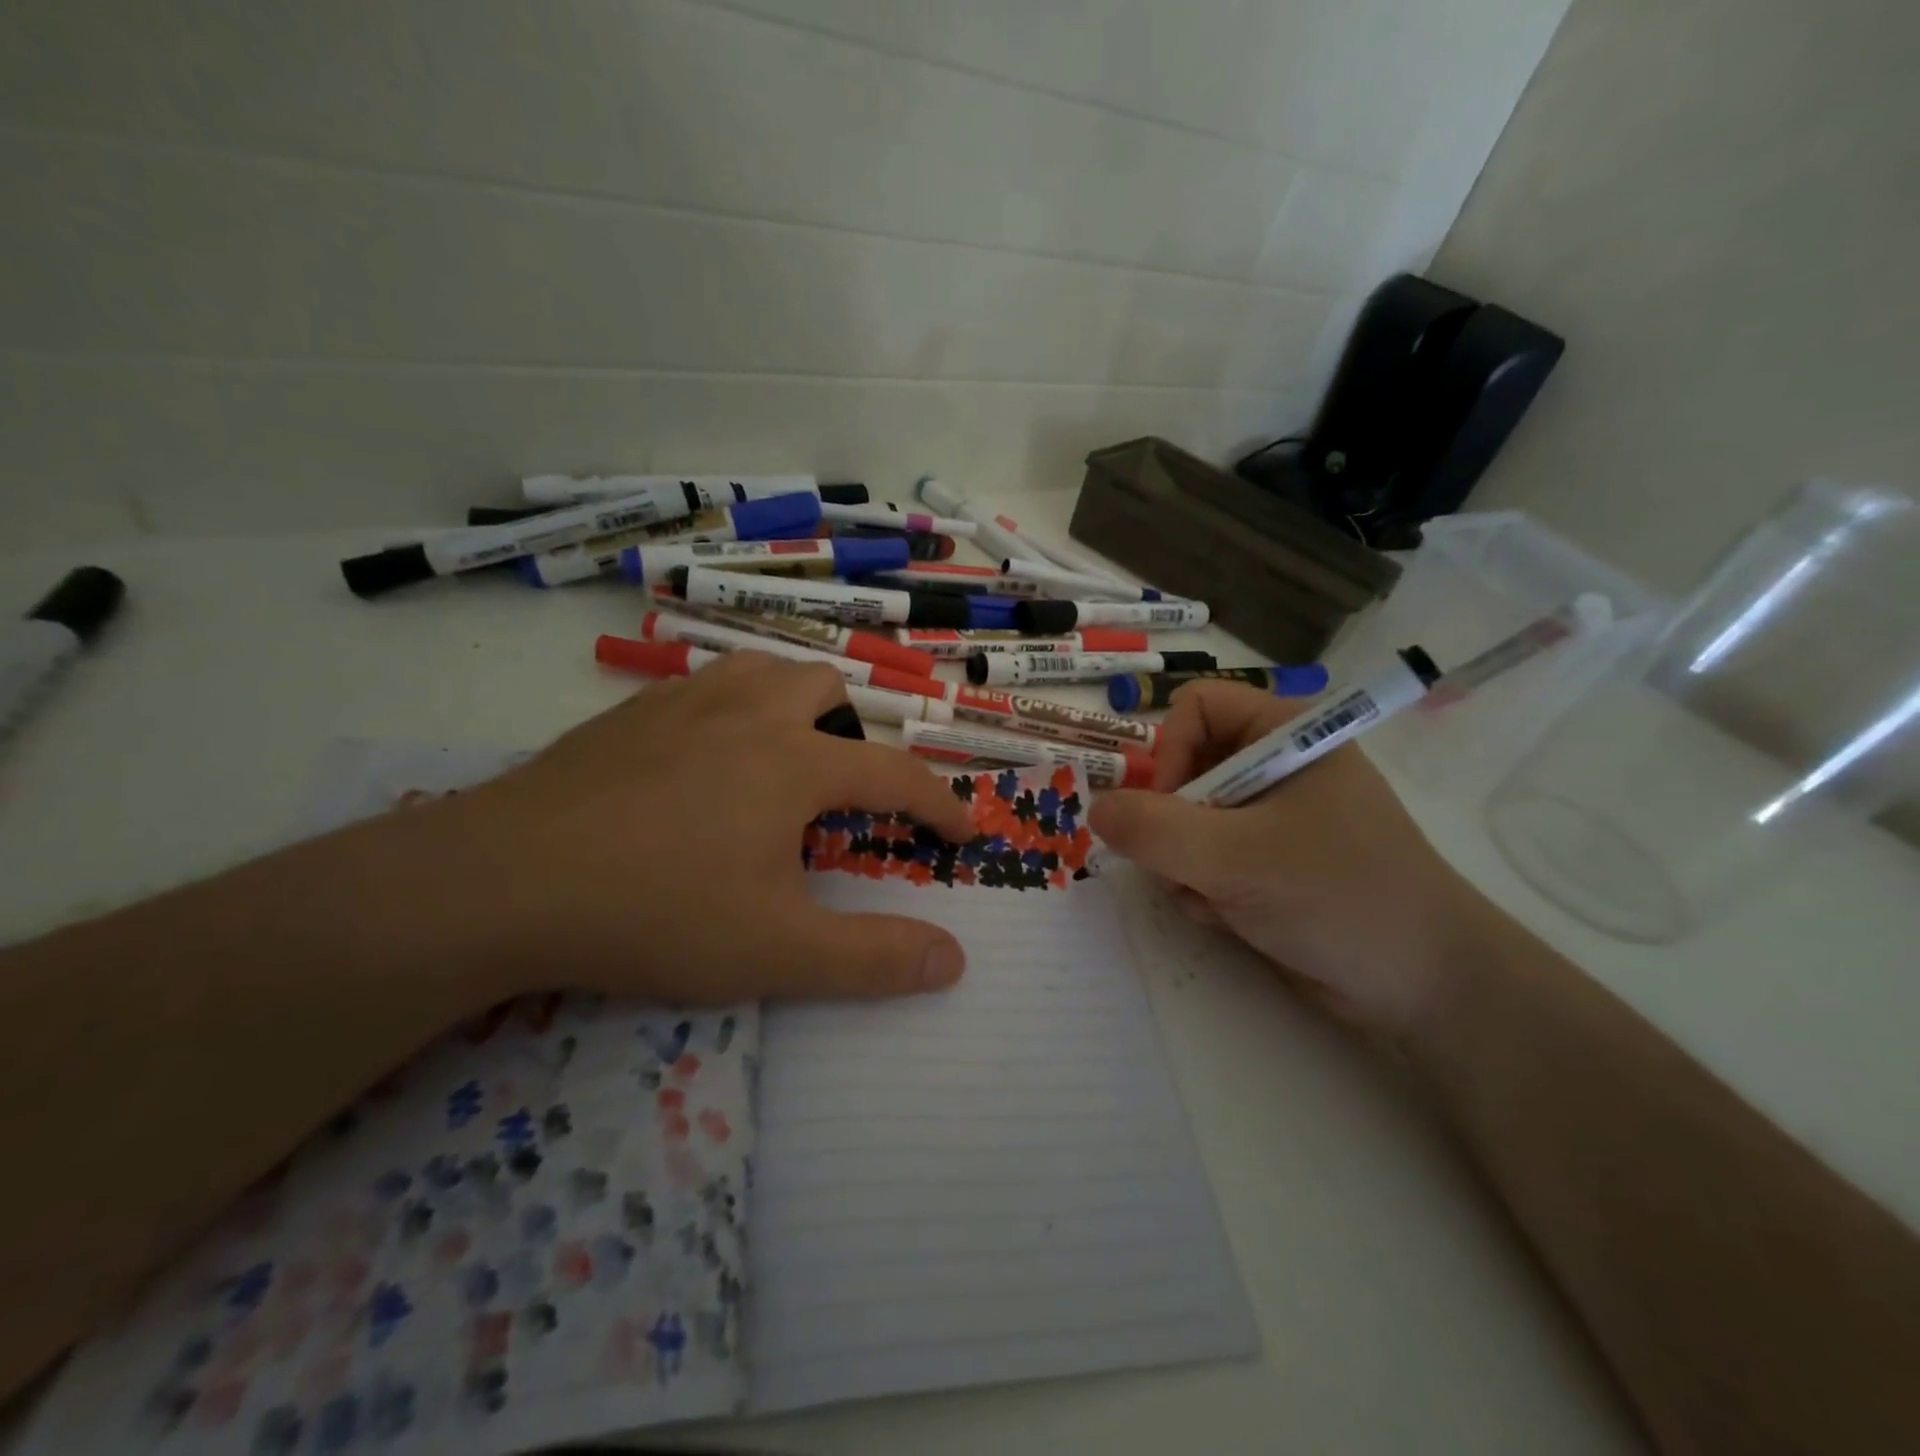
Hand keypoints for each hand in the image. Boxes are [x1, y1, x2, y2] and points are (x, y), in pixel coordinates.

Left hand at [429, 652, 976, 1002]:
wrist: (500, 881)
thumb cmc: (654, 912)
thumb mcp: (775, 951)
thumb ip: (873, 958)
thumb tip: (954, 961)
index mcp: (794, 761)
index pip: (895, 773)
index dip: (939, 804)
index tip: (963, 831)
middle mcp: (748, 713)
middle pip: (829, 691)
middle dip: (856, 736)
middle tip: (841, 795)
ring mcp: (683, 703)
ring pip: (766, 672)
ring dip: (796, 708)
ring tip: (784, 761)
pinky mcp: (630, 712)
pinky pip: (706, 686)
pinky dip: (734, 711)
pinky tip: (706, 761)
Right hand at [1088, 681, 1491, 1036]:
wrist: (1424, 987)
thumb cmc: (1339, 898)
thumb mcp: (1238, 859)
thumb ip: (1156, 831)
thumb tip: (1095, 808)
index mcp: (1285, 734)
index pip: (1196, 708)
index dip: (1170, 752)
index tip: (1168, 809)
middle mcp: (1274, 767)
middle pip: (1184, 768)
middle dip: (1173, 824)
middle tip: (1183, 866)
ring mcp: (1271, 818)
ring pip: (1185, 821)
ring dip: (1184, 865)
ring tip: (1215, 900)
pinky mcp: (1266, 863)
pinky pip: (1203, 859)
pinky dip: (1203, 889)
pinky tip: (1231, 918)